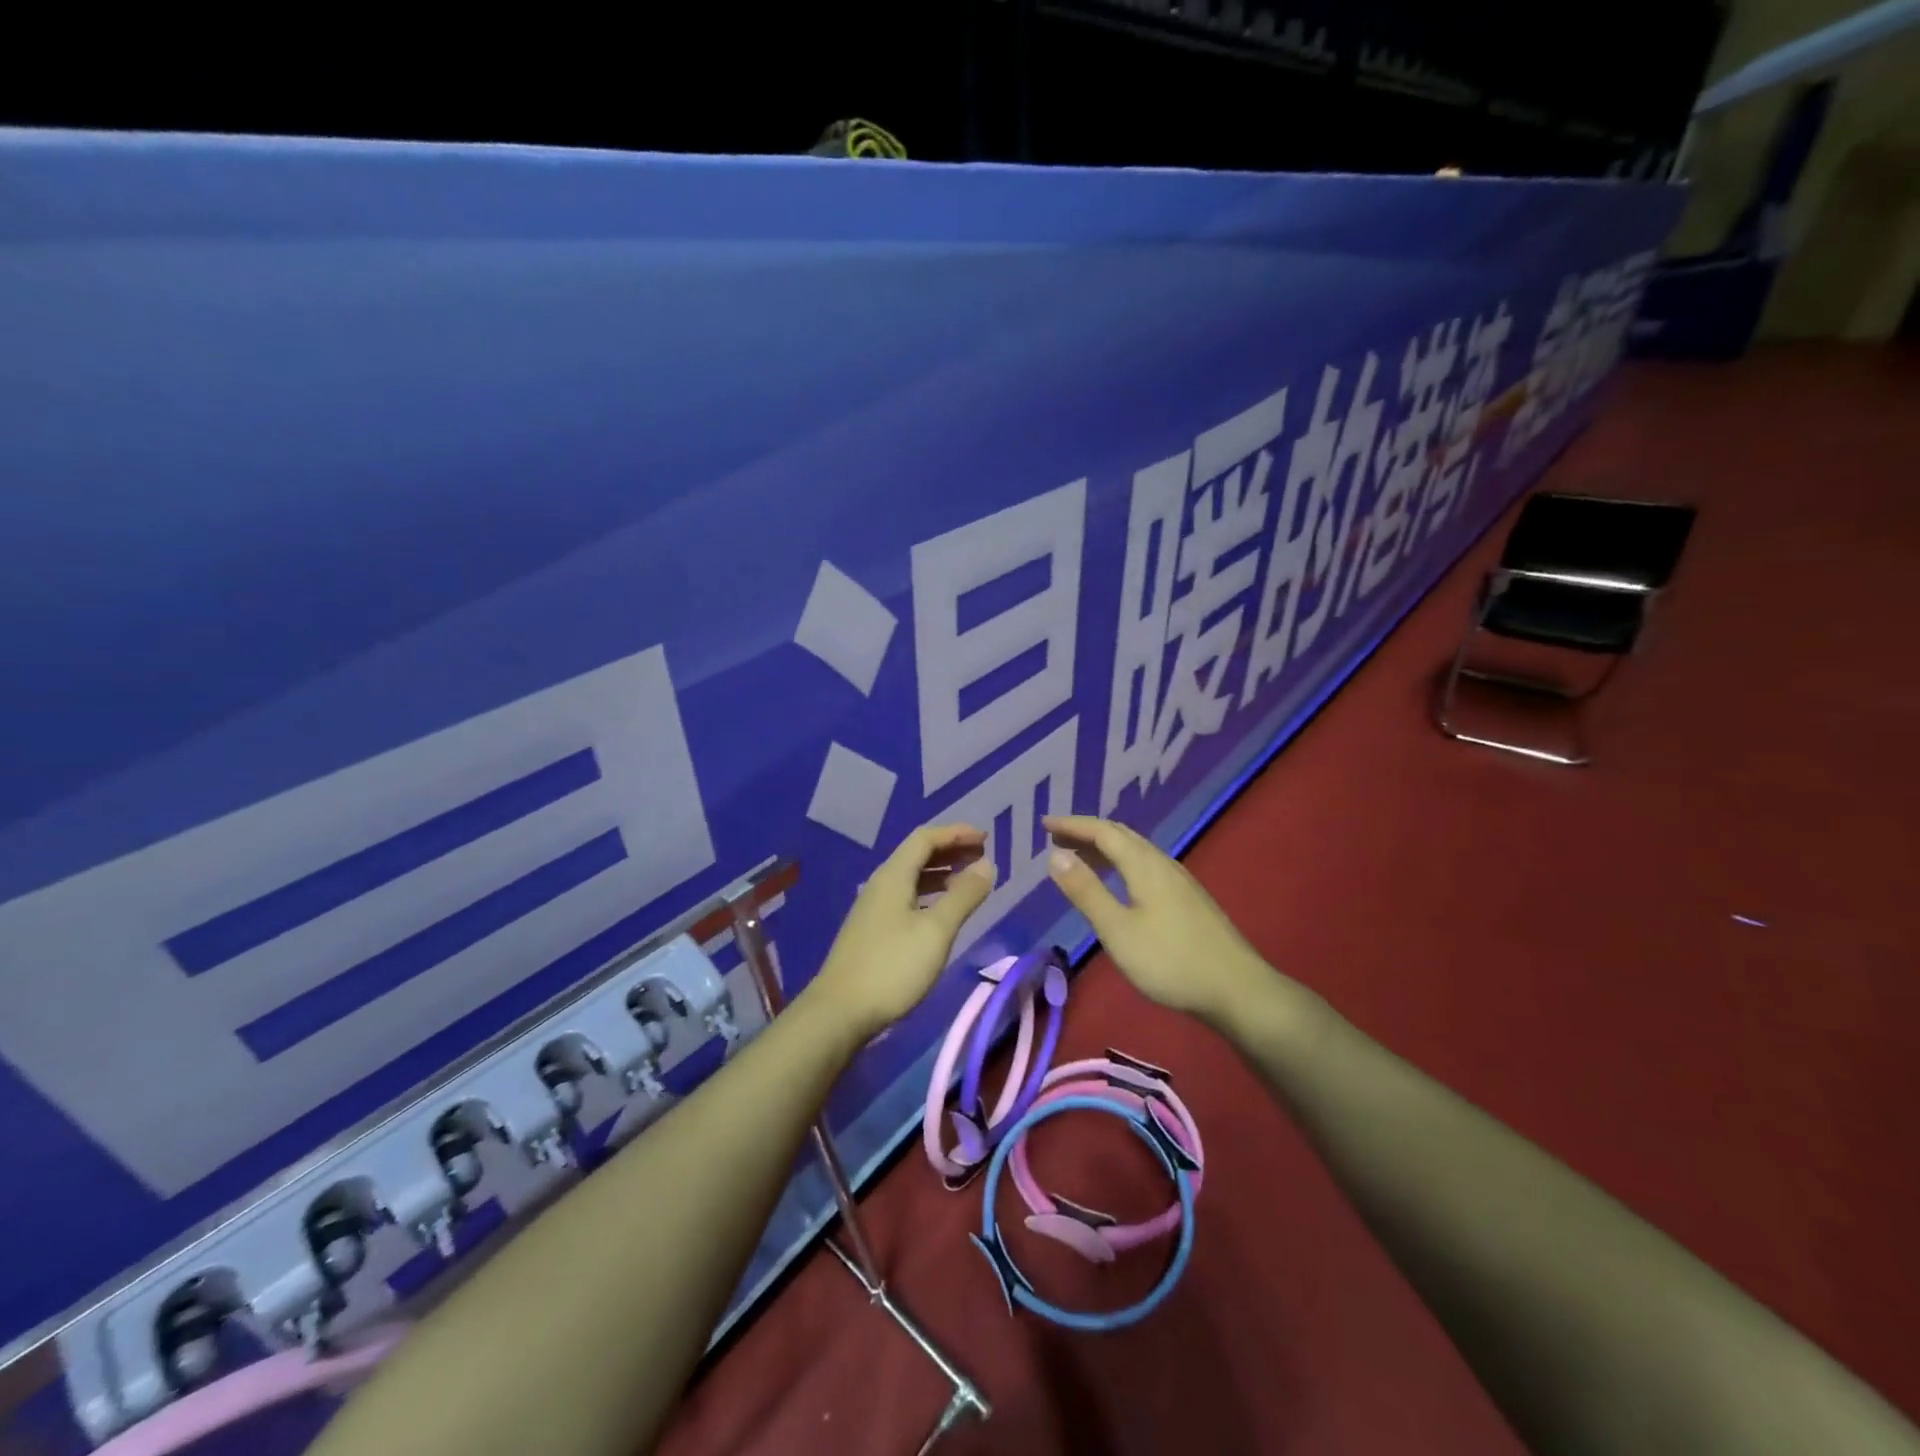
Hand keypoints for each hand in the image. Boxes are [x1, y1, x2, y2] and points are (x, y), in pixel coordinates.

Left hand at [804, 824, 995, 1040]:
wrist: (840, 1012)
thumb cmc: (892, 967)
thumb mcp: (936, 930)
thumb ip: (963, 895)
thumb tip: (986, 864)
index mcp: (894, 876)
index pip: (926, 838)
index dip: (956, 833)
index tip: (986, 837)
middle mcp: (881, 884)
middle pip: (917, 854)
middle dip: (951, 850)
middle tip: (982, 856)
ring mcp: (874, 908)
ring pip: (912, 877)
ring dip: (941, 873)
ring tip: (969, 881)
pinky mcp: (873, 931)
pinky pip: (907, 897)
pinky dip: (930, 894)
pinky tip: (942, 912)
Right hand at [1043, 814, 1285, 1026]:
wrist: (1237, 990)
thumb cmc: (1170, 961)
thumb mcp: (1117, 930)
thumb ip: (1086, 891)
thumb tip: (1056, 854)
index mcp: (1144, 865)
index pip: (1103, 831)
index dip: (1072, 825)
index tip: (1044, 824)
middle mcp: (1163, 864)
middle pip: (1121, 835)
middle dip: (1087, 832)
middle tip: (1056, 838)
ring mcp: (1180, 882)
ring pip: (1136, 851)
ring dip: (1104, 848)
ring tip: (1079, 857)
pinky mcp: (1188, 900)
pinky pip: (1146, 866)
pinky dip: (1121, 864)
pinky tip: (1119, 883)